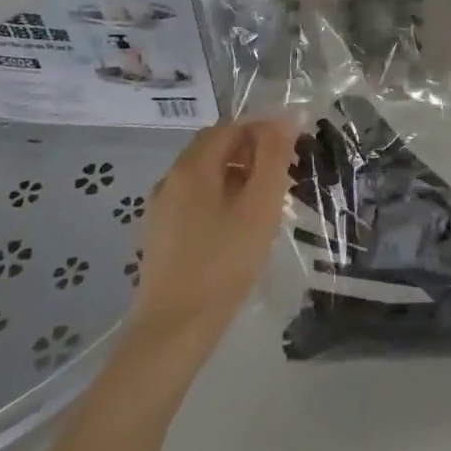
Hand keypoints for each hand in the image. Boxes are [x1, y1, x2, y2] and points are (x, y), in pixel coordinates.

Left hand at [132, 115, 299, 356]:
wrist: (173, 332)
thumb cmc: (224, 263)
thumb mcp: (260, 206)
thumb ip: (274, 157)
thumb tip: (285, 118)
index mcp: (191, 166)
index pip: (231, 126)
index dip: (263, 131)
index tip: (291, 152)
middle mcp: (170, 179)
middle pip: (215, 148)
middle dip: (251, 154)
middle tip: (283, 177)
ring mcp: (160, 209)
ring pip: (205, 176)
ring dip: (237, 177)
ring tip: (266, 205)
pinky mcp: (159, 235)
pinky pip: (194, 200)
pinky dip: (220, 199)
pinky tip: (238, 229)